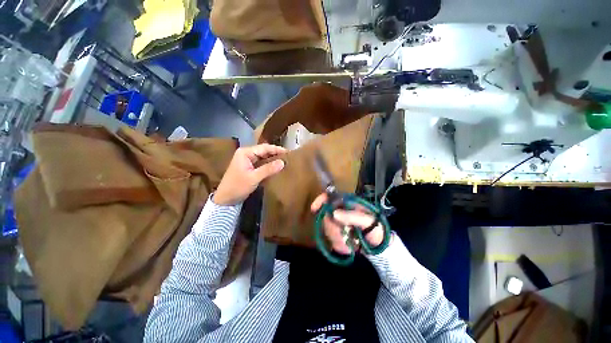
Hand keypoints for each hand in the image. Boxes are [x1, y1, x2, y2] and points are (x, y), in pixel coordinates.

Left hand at [213, 144, 285, 205]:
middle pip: (264, 151)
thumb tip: (283, 162)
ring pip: (263, 157)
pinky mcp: (249, 167)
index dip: (277, 149)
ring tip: (285, 161)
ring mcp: (247, 160)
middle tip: (288, 157)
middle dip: (275, 153)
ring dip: (273, 159)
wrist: (225, 199)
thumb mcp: (254, 178)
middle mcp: (246, 154)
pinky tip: (276, 167)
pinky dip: (269, 164)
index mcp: (245, 153)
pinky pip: (261, 163)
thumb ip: (268, 169)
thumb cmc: (237, 186)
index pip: (264, 148)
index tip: (288, 152)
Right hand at [310, 193, 384, 254]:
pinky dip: (339, 245)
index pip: (330, 197)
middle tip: (345, 234)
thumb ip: (353, 216)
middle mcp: (340, 212)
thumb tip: (334, 213)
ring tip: (351, 243)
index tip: (314, 209)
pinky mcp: (336, 235)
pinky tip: (349, 246)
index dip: (320, 200)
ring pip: (327, 229)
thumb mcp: (368, 221)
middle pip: (326, 216)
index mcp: (347, 204)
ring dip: (338, 238)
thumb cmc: (376, 229)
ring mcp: (337, 224)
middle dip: (333, 228)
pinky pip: (330, 240)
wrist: (380, 247)